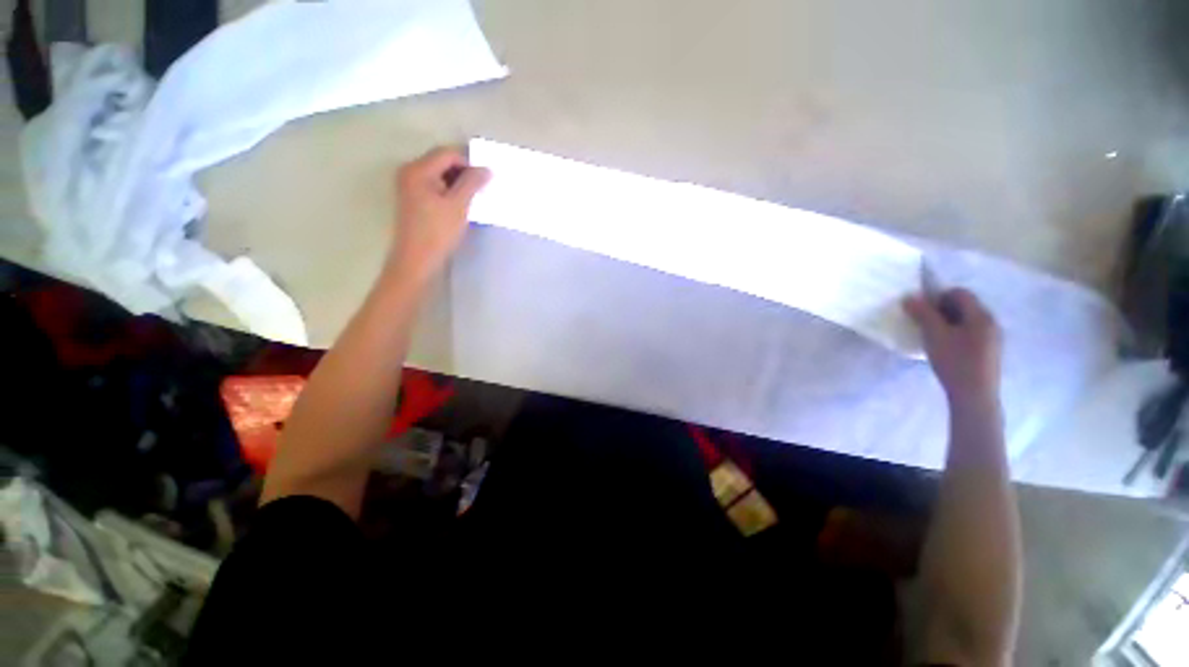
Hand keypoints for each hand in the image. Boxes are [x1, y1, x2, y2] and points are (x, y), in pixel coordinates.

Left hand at [387, 146, 490, 284]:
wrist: (416, 259)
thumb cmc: (437, 231)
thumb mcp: (458, 205)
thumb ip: (472, 183)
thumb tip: (486, 169)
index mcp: (418, 169)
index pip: (448, 153)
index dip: (469, 163)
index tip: (485, 181)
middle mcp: (410, 171)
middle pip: (442, 161)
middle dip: (463, 172)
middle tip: (480, 190)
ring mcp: (409, 185)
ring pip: (439, 174)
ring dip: (457, 183)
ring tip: (472, 199)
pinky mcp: (413, 199)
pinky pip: (434, 186)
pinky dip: (449, 191)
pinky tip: (459, 205)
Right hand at [904, 288, 1001, 405]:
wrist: (975, 395)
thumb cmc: (955, 361)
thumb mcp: (934, 335)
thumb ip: (922, 314)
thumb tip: (909, 297)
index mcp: (981, 315)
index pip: (960, 293)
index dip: (938, 297)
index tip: (921, 310)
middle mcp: (991, 322)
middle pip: (965, 306)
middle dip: (942, 310)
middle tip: (924, 324)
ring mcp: (993, 338)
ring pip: (967, 321)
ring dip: (947, 323)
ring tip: (932, 338)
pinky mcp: (990, 352)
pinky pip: (971, 334)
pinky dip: (955, 335)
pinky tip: (945, 349)